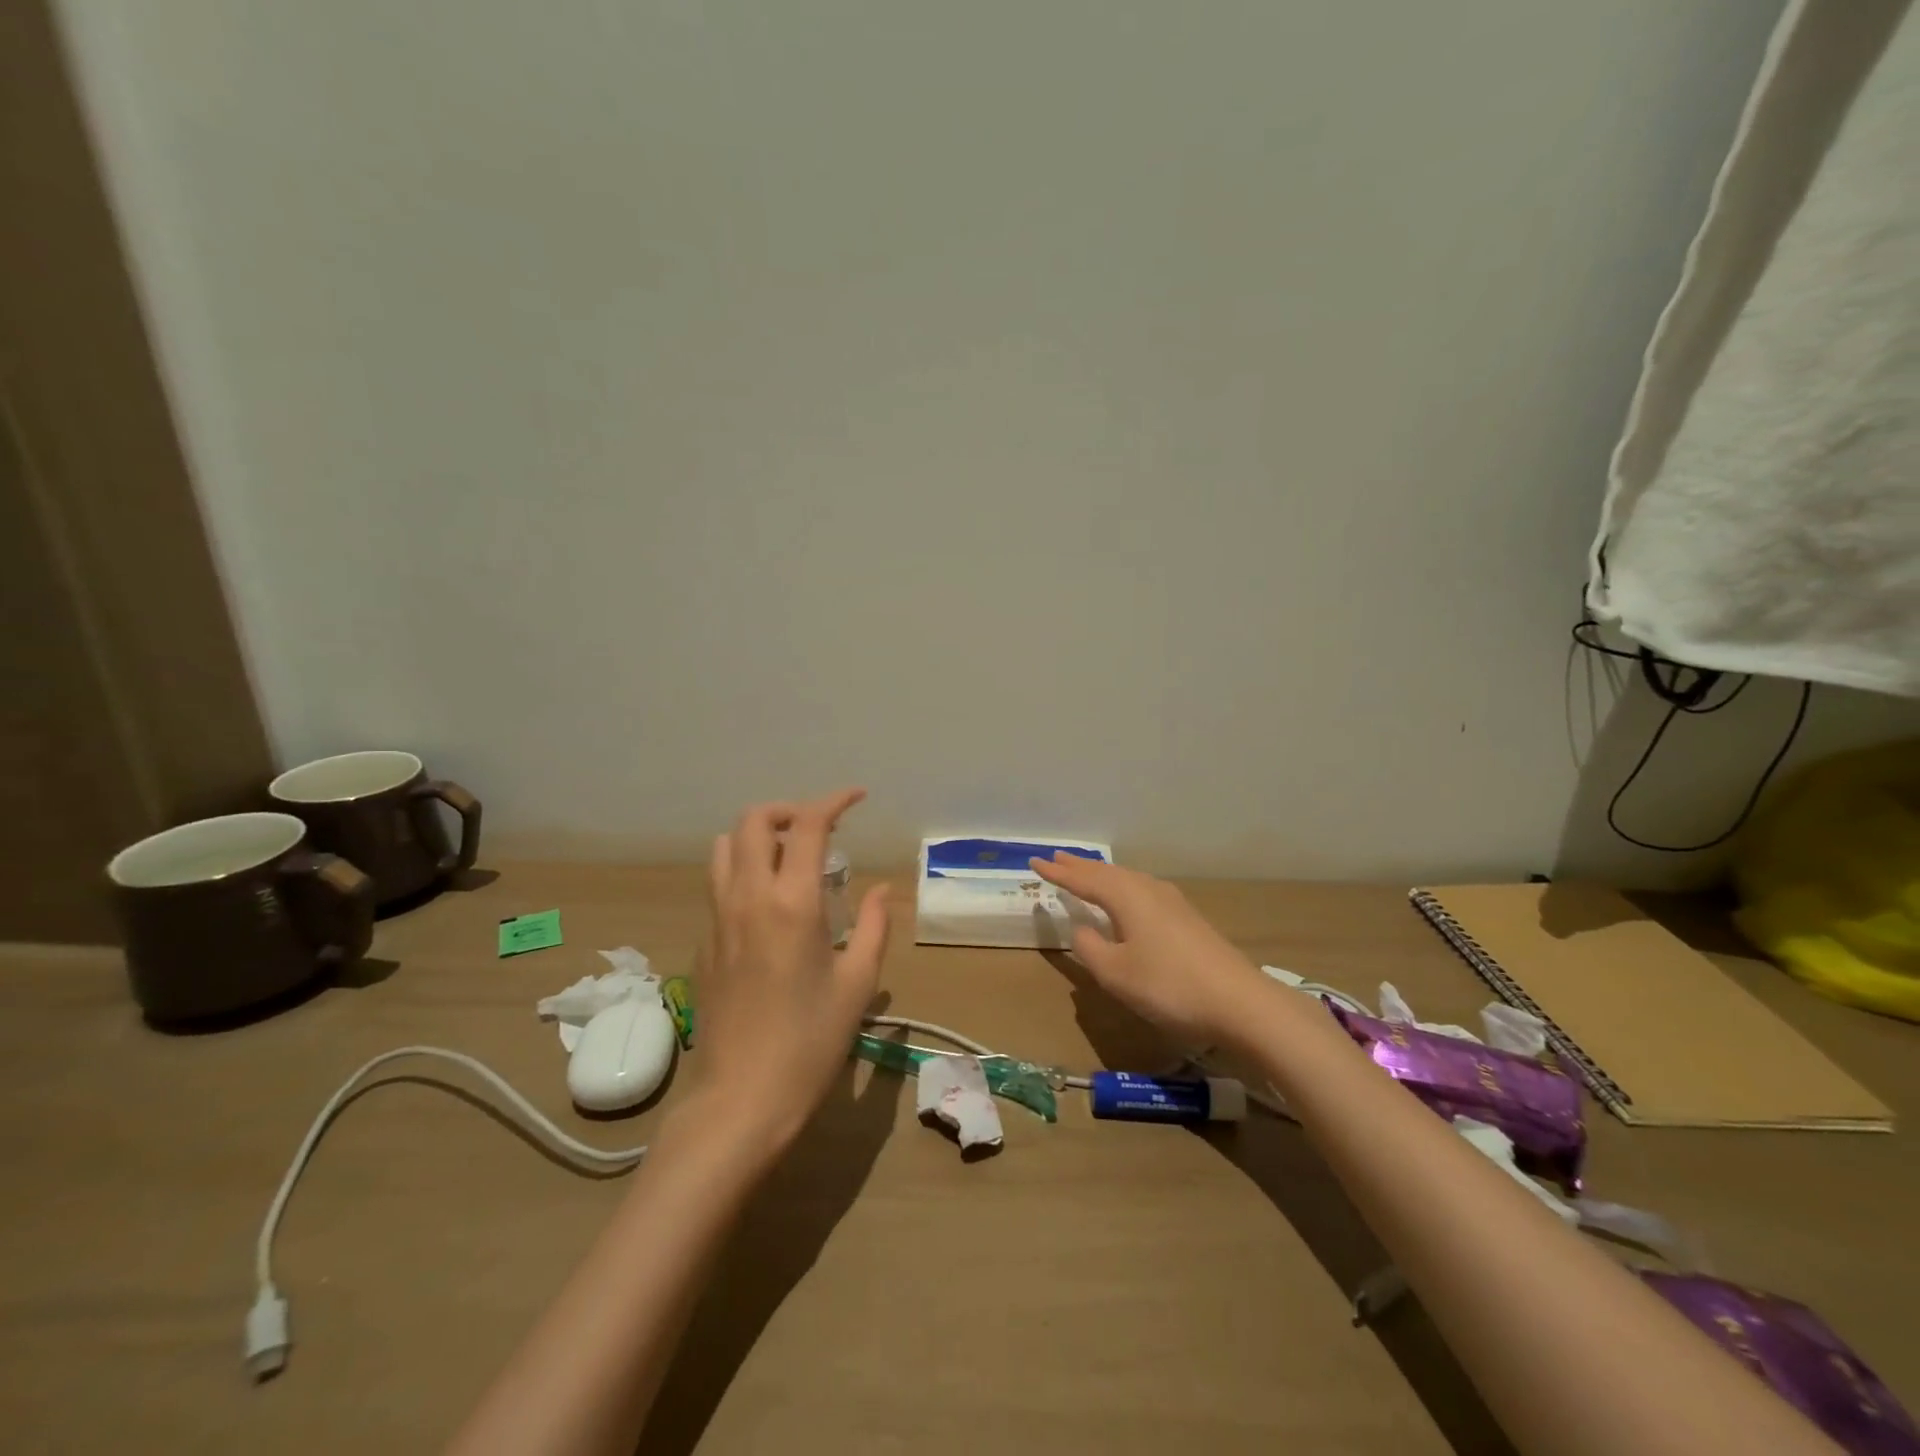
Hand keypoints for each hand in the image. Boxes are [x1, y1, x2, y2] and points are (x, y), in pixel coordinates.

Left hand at [698, 790, 890, 1153]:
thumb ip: (873, 926)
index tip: (857, 798)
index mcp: (792, 902)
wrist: (740, 1099)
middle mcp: (748, 897)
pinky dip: (745, 872)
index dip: (834, 800)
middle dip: (788, 810)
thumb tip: (879, 890)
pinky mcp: (703, 943)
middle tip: (819, 829)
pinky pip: (719, 885)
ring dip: (758, 836)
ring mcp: (718, 918)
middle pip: (753, 820)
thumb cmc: (810, 1042)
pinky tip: (769, 908)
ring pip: (725, 847)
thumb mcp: (857, 984)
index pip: (809, 824)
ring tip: (790, 859)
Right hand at [1030, 854, 1266, 1049]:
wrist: (1239, 1001)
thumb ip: (1090, 948)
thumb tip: (1083, 929)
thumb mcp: (1116, 974)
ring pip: (1127, 879)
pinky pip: (1142, 890)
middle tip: (1057, 858)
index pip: (1084, 881)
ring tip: (1086, 873)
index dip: (1058, 873)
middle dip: (1080, 867)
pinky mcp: (1187, 918)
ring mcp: (1172, 902)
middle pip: (1107, 873)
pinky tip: (1127, 897)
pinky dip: (1122, 887)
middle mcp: (1148, 890)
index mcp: (1126, 897)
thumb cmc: (1169, 986)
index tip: (1035, 862)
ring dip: (1102, 875)